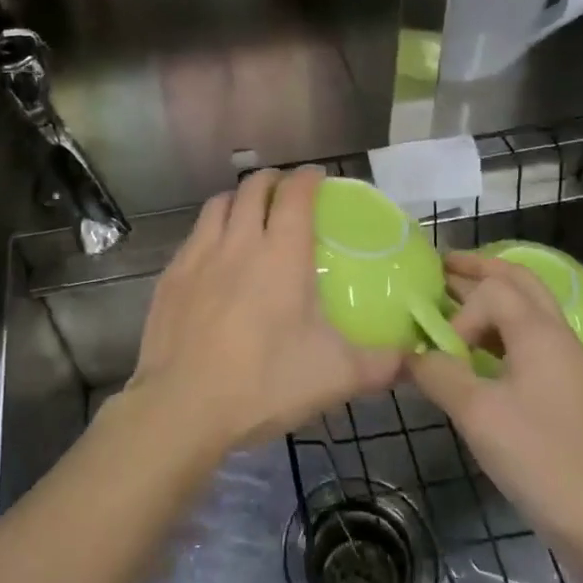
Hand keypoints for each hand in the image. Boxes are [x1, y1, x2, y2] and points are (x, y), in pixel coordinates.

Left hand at [124, 167, 402, 453]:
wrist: (182, 406)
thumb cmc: (265, 383)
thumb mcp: (336, 377)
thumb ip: (380, 363)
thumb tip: (412, 357)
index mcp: (281, 254)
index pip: (296, 195)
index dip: (308, 179)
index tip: (318, 177)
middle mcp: (238, 242)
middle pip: (252, 188)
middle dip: (272, 180)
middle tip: (286, 190)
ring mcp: (198, 256)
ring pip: (217, 205)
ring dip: (237, 199)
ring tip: (248, 213)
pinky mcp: (170, 277)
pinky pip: (193, 237)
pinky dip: (210, 231)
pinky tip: (213, 256)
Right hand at [407, 252, 582, 542]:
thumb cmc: (541, 460)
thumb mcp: (476, 414)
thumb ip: (437, 374)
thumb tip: (407, 355)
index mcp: (540, 333)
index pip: (492, 290)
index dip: (458, 311)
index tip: (440, 351)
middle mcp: (556, 337)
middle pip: (518, 281)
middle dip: (478, 270)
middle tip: (440, 267)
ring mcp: (564, 364)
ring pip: (525, 309)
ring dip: (489, 297)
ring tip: (450, 299)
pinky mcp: (563, 390)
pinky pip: (527, 339)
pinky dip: (498, 329)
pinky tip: (473, 351)